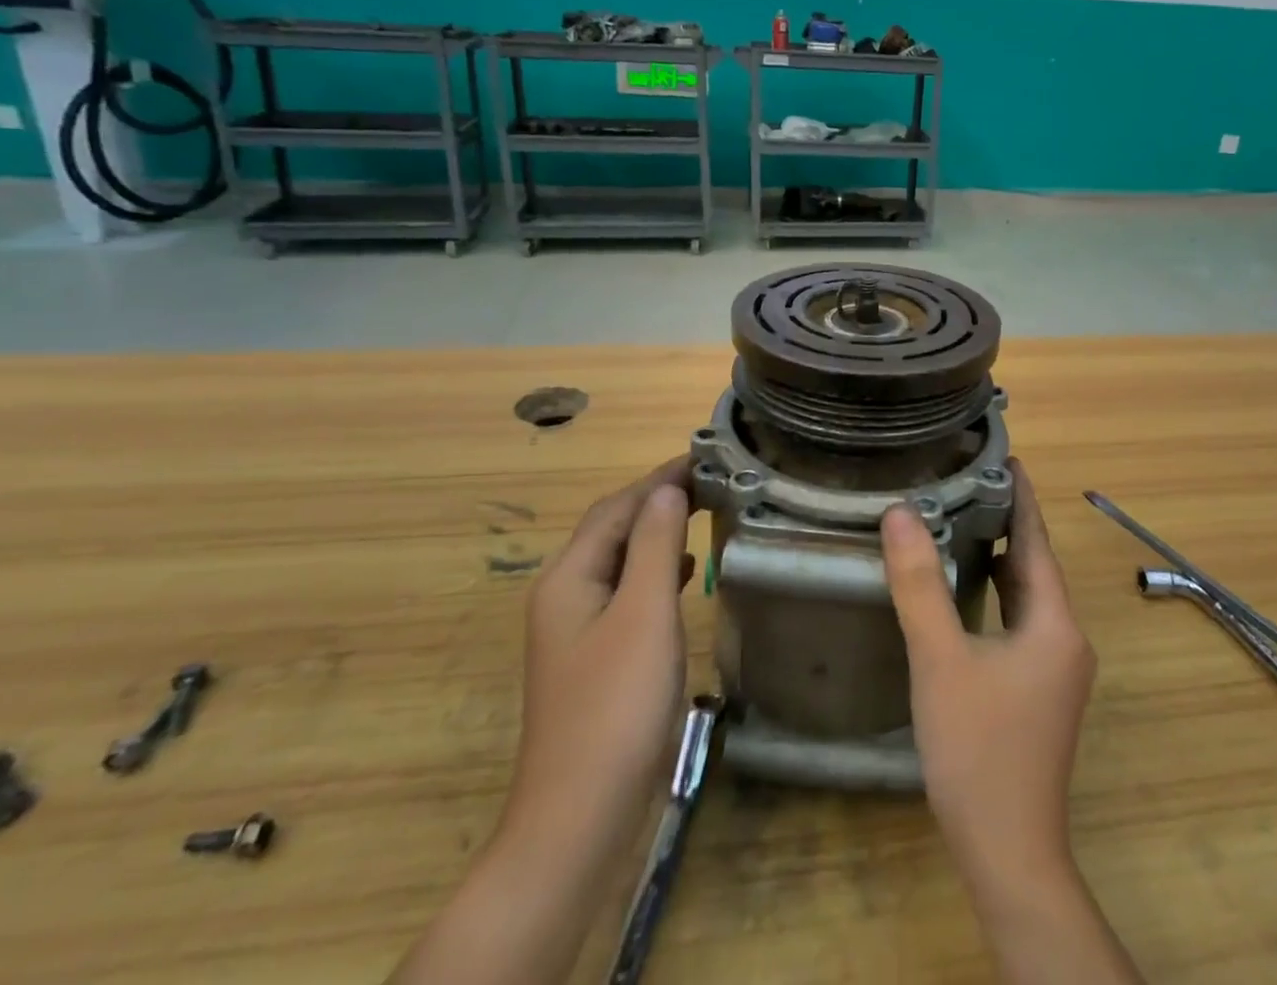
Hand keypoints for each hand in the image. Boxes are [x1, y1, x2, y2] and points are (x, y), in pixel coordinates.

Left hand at [503, 457, 695, 850]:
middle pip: (613, 530)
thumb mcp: (644, 614)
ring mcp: (578, 631)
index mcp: (570, 577)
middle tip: (710, 482)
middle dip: (657, 500)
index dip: (659, 479)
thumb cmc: (616, 707)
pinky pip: (627, 594)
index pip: (617, 507)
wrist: (580, 819)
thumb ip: (655, 545)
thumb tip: (667, 490)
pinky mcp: (596, 659)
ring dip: (658, 533)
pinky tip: (684, 575)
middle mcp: (566, 596)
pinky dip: (656, 572)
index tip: (705, 458)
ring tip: (703, 515)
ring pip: (621, 562)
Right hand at [881, 460, 1095, 883]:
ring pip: (1026, 594)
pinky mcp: (1038, 690)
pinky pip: (1019, 620)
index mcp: (1055, 623)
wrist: (1008, 853)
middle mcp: (1065, 638)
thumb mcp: (941, 660)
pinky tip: (964, 589)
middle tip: (965, 478)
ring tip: (960, 518)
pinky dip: (996, 593)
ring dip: (999, 556)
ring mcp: (1055, 668)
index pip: (1036, 539)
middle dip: (1005, 520)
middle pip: (1034, 563)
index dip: (1020, 495)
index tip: (1001, 454)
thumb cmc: (978, 750)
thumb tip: (901, 513)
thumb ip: (920, 586)